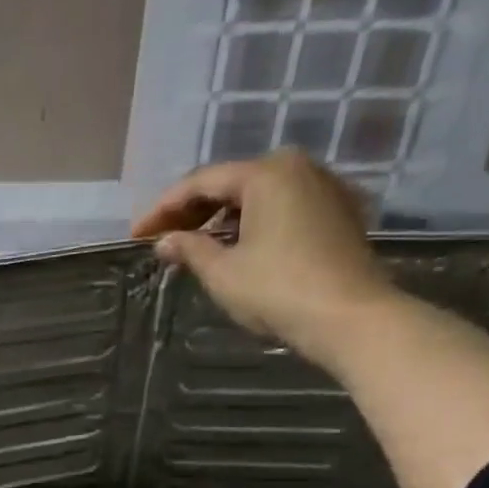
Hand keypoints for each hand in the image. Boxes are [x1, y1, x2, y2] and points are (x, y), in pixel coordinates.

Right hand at [131, 150, 398, 366]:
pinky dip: (252, 223)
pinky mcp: (337, 214)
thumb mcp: (222, 272)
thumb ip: (189, 249)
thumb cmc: (278, 290)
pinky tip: (233, 246)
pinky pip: (282, 207)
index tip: (137, 234)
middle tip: (162, 237)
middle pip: (231, 183)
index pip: (201, 182)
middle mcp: (298, 169)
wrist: (351, 319)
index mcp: (267, 173)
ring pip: (257, 195)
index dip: (163, 208)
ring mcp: (323, 189)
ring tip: (192, 244)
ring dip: (221, 217)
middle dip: (193, 210)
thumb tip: (164, 241)